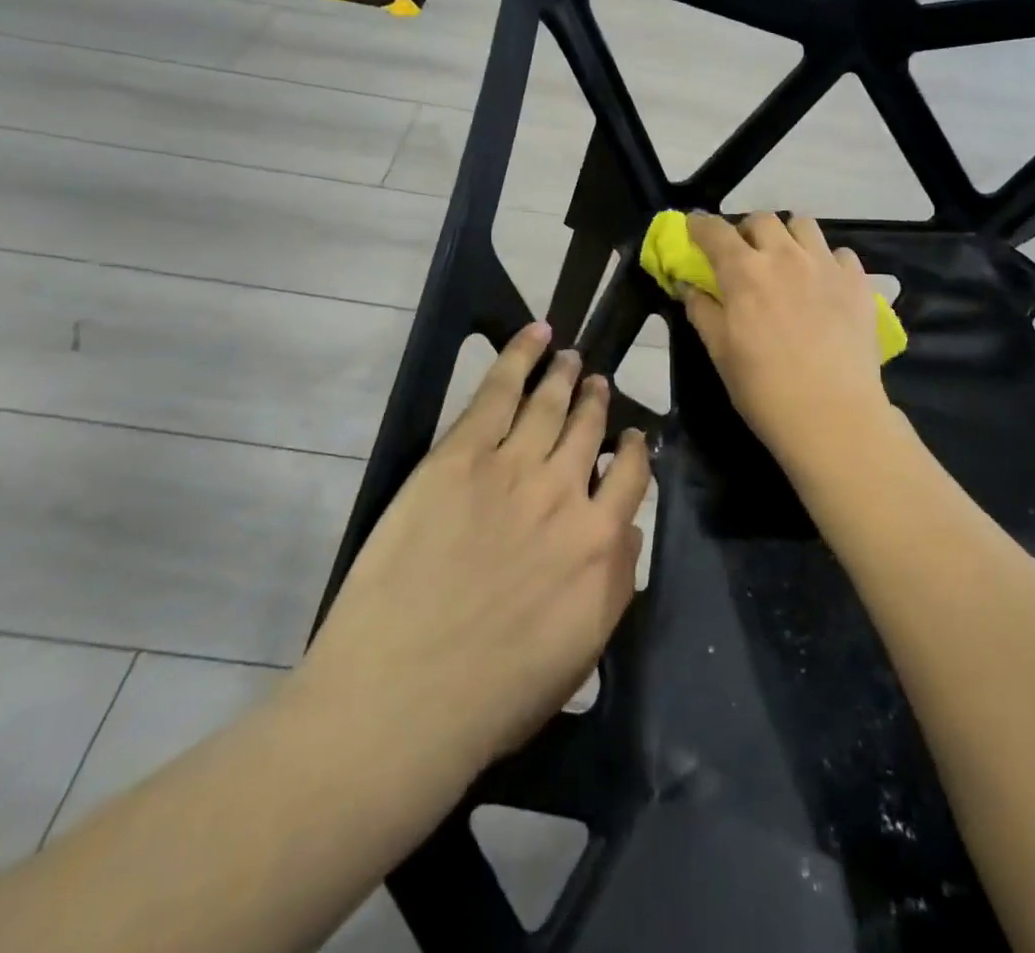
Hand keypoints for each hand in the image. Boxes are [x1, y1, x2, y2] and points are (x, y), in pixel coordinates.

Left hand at [295, 324, 650, 773]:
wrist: (401, 700)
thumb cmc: (493, 696)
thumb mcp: (581, 653)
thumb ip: (616, 584)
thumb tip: (627, 530)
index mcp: (601, 543)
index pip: (632, 477)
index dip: (633, 450)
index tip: (629, 439)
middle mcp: (566, 493)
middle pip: (590, 430)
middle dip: (596, 402)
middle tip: (597, 382)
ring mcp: (513, 467)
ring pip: (550, 403)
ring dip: (564, 375)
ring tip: (570, 358)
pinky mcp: (461, 455)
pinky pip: (499, 391)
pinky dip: (520, 356)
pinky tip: (535, 335)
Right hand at [680, 212, 893, 470]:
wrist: (833, 416)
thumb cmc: (764, 389)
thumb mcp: (720, 352)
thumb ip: (701, 310)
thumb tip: (687, 285)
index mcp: (744, 272)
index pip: (714, 231)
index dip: (699, 225)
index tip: (694, 228)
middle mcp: (785, 257)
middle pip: (762, 220)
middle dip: (746, 231)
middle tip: (744, 256)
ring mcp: (825, 265)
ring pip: (803, 224)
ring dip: (787, 236)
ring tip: (786, 262)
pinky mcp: (857, 282)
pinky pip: (840, 253)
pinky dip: (826, 261)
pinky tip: (823, 285)